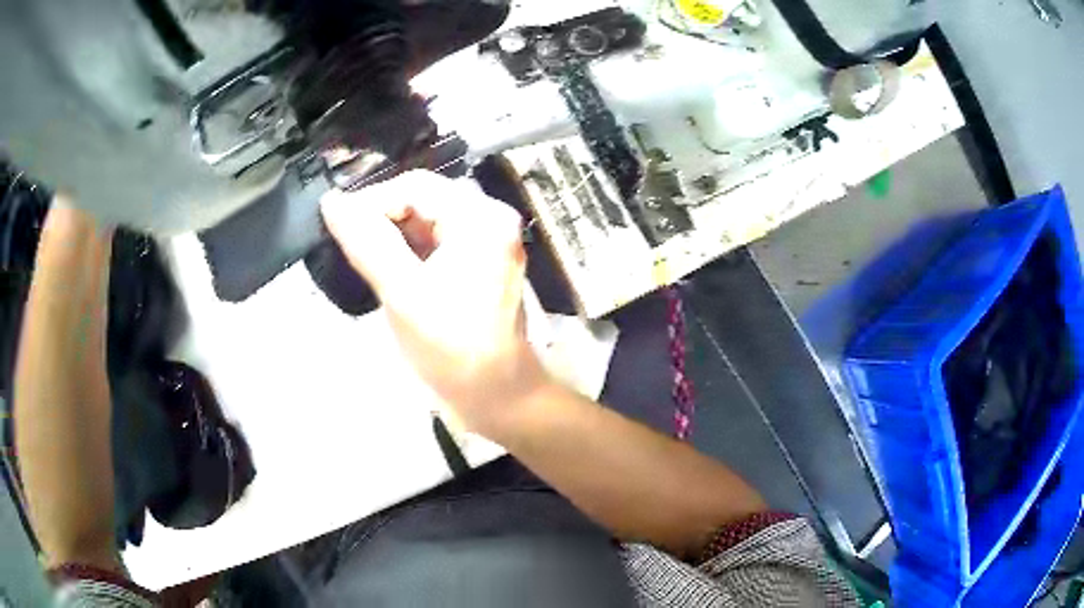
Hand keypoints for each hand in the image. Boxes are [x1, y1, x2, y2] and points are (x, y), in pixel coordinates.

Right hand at [321, 171, 549, 438]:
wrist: (500, 396)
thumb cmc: (453, 348)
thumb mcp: (403, 293)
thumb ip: (365, 242)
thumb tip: (331, 201)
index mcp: (480, 217)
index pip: (415, 186)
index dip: (371, 202)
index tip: (338, 228)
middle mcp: (490, 218)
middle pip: (424, 199)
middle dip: (382, 218)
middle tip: (348, 246)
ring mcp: (488, 240)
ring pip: (428, 220)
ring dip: (393, 235)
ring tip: (364, 259)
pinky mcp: (481, 261)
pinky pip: (437, 240)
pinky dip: (410, 250)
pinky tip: (388, 268)